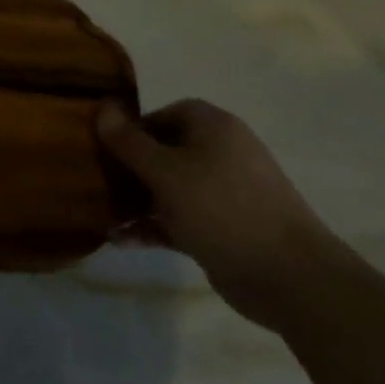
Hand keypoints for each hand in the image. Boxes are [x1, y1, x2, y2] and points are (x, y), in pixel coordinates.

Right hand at [96, 99, 346, 329]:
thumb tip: (102, 108)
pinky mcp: (222, 228)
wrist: (288, 276)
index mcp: (213, 128)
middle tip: (96, 181)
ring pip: (168, 188)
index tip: (105, 148)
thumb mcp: (165, 171)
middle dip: (128, 167)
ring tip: (101, 214)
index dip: (133, 128)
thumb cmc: (221, 208)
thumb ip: (129, 141)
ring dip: (135, 200)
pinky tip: (120, 240)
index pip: (165, 113)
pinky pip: (178, 218)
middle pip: (164, 151)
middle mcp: (220, 153)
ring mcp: (223, 193)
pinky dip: (152, 226)